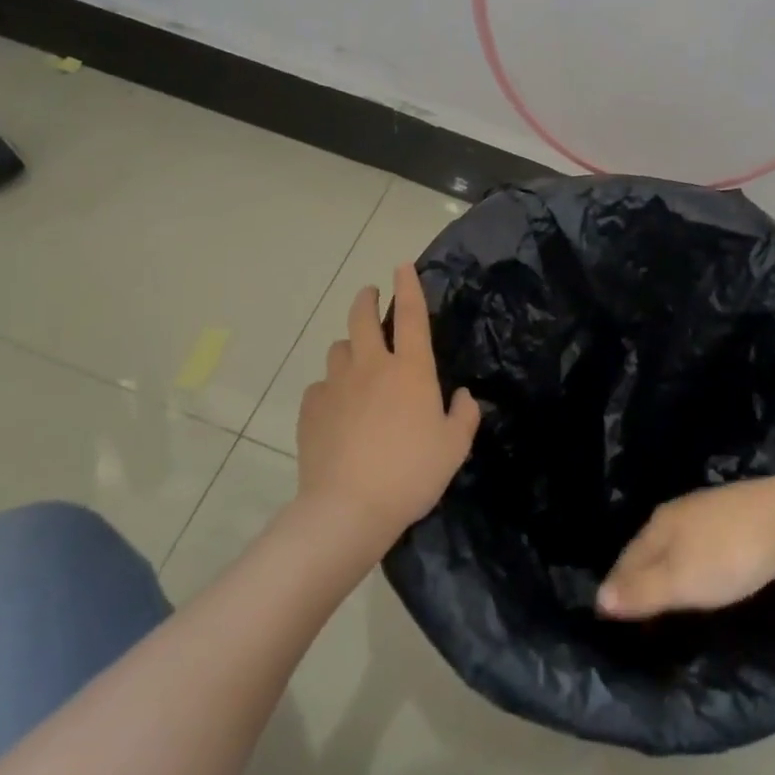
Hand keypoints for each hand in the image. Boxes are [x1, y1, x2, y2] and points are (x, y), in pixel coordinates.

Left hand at [297, 263, 480, 547]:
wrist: (348, 508)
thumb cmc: (411, 473)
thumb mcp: (454, 447)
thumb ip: (464, 415)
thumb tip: (463, 396)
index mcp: (410, 369)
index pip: (410, 314)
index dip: (408, 286)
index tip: (401, 266)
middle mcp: (371, 366)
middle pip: (362, 317)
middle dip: (366, 298)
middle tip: (370, 295)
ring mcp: (336, 385)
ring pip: (338, 348)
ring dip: (349, 346)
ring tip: (356, 360)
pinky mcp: (311, 409)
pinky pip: (320, 386)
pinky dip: (330, 388)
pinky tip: (336, 408)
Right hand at [597, 475, 774, 619]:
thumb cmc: (729, 555)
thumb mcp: (681, 581)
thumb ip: (641, 591)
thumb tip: (599, 598)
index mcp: (660, 523)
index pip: (627, 556)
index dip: (616, 584)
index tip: (606, 611)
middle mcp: (679, 510)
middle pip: (649, 545)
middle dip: (638, 572)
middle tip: (632, 604)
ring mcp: (709, 508)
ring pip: (676, 540)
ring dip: (666, 565)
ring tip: (665, 590)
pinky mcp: (737, 513)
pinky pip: (701, 540)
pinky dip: (692, 558)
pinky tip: (703, 569)